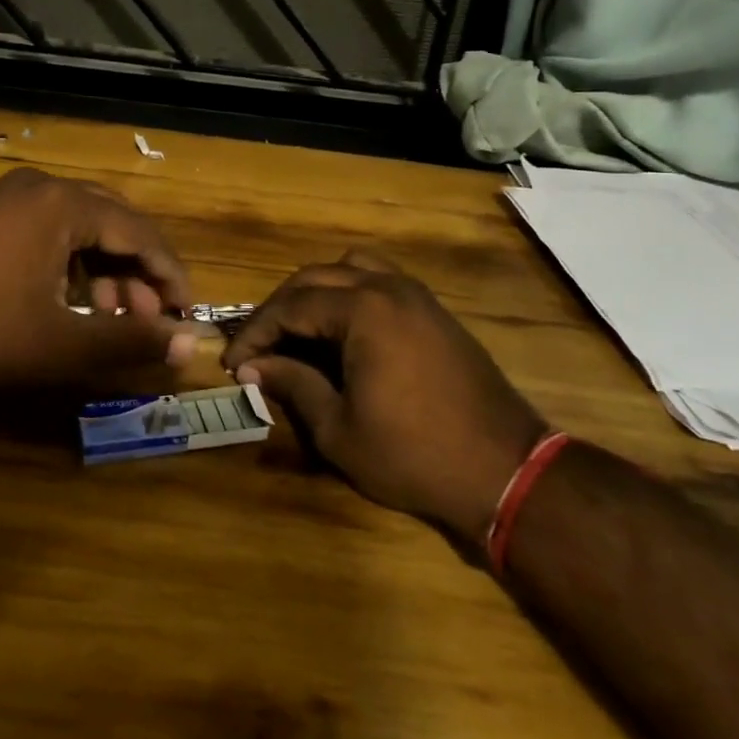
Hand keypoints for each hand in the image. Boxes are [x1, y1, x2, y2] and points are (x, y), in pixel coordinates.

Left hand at [0, 167, 194, 391]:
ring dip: (102, 271)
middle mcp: (37, 188)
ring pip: (76, 229)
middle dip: (136, 272)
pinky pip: (44, 232)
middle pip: (111, 223)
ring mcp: (3, 199)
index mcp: (62, 204)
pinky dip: (67, 265)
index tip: (188, 312)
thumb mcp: (60, 344)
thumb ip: (130, 341)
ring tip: (107, 317)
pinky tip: (64, 303)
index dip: (170, 275)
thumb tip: (192, 345)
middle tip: (148, 318)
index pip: (140, 231)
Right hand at [221, 251, 545, 547]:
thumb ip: (293, 385)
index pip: (290, 306)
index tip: (233, 363)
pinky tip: (341, 331)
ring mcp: (416, 294)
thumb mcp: (338, 429)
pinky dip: (349, 293)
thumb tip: (252, 367)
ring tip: (297, 330)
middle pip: (315, 277)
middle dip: (279, 309)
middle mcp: (388, 287)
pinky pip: (379, 280)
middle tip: (258, 347)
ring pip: (350, 267)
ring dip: (315, 292)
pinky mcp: (433, 310)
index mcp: (363, 310)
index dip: (255, 332)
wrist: (505, 470)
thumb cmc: (413, 454)